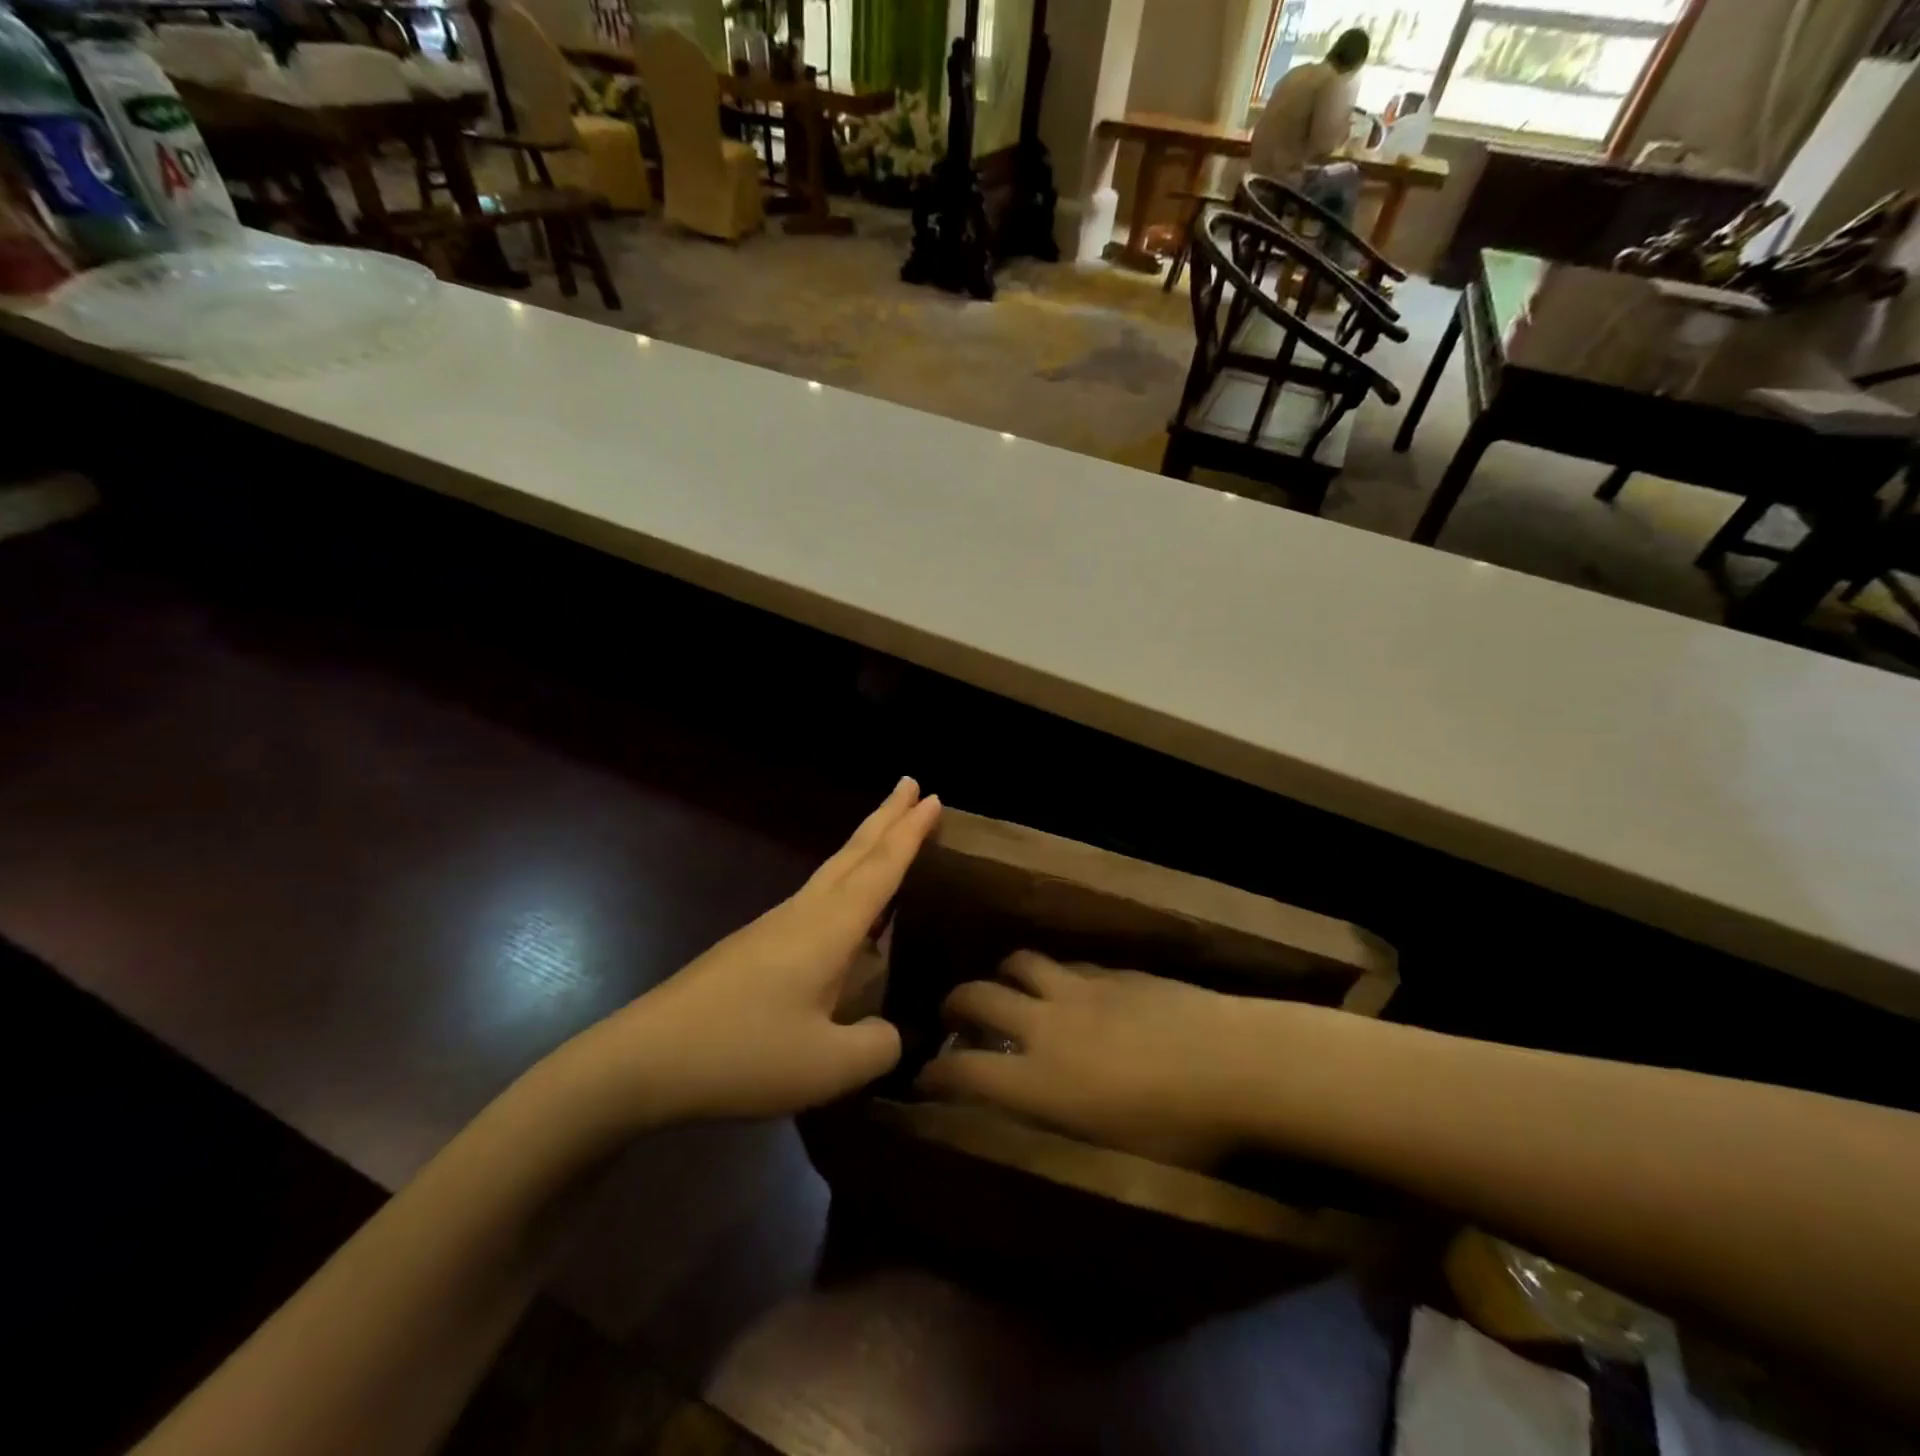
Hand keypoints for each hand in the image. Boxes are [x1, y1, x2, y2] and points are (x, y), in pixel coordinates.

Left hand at [563, 779, 939, 1127]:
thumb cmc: (742, 1054)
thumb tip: (890, 1032)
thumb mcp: (826, 1067)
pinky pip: (816, 897)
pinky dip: (844, 879)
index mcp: (828, 929)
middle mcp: (804, 913)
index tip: (934, 797)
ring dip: (864, 844)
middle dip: (887, 817)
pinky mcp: (754, 946)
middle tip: (912, 784)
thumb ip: (876, 1046)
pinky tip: (845, 907)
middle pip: (854, 853)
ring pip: (832, 870)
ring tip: (887, 830)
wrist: (642, 1059)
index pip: (881, 869)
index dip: (911, 834)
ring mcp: (774, 927)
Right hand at [919, 952, 1283, 1167]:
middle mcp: (1046, 1025)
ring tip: (1007, 987)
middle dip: (956, 1003)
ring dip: (1004, 974)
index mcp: (1039, 1081)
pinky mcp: (1114, 972)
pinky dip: (1054, 973)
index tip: (922, 1079)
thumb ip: (1065, 1141)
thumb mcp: (1116, 1162)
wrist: (1234, 1063)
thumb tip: (1037, 1137)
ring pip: (1021, 963)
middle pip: (979, 996)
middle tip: (953, 1014)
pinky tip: (1069, 987)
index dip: (935, 1076)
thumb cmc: (1180, 1132)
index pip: (964, 1072)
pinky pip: (1068, 963)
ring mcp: (1080, 989)